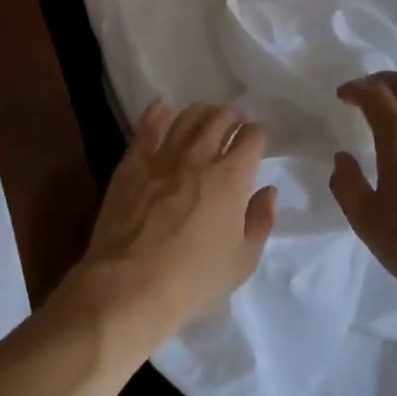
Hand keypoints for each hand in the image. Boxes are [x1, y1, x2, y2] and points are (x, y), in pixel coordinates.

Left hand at [63, 101, 277, 351]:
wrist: (129, 287)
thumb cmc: (193, 281)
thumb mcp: (242, 261)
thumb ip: (260, 221)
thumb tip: (267, 191)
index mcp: (232, 178)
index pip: (252, 137)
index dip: (257, 136)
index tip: (256, 144)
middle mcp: (199, 157)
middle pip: (220, 118)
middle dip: (232, 117)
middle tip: (234, 125)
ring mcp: (162, 157)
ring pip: (187, 117)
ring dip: (202, 113)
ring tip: (206, 118)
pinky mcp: (132, 163)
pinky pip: (147, 126)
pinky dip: (158, 112)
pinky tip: (164, 108)